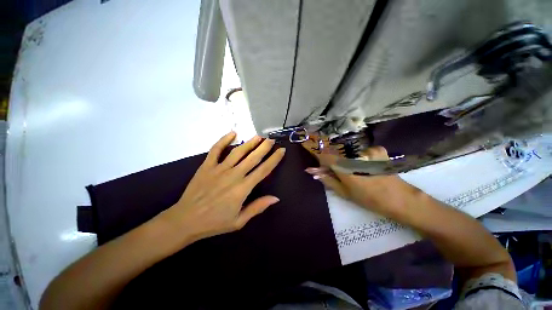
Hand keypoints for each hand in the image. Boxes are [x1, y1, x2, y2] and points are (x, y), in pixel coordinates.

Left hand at [159, 132, 285, 241]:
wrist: (188, 218)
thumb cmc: (215, 223)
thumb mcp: (239, 221)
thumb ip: (257, 207)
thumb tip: (275, 198)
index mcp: (243, 189)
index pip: (263, 170)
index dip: (274, 159)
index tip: (281, 150)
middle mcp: (233, 175)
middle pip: (252, 158)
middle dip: (264, 147)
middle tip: (271, 140)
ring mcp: (218, 168)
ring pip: (237, 152)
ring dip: (249, 143)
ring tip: (258, 136)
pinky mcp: (206, 166)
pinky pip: (216, 149)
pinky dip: (224, 140)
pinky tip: (232, 133)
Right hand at [302, 136, 418, 216]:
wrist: (397, 197)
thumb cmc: (369, 200)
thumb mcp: (347, 194)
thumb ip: (329, 181)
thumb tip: (313, 172)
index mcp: (346, 169)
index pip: (325, 154)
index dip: (316, 150)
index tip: (309, 148)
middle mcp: (355, 155)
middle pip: (339, 152)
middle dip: (336, 160)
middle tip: (342, 173)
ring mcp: (368, 150)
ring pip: (353, 152)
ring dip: (352, 160)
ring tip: (362, 174)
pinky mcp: (378, 149)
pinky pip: (365, 152)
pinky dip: (365, 158)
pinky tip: (372, 169)